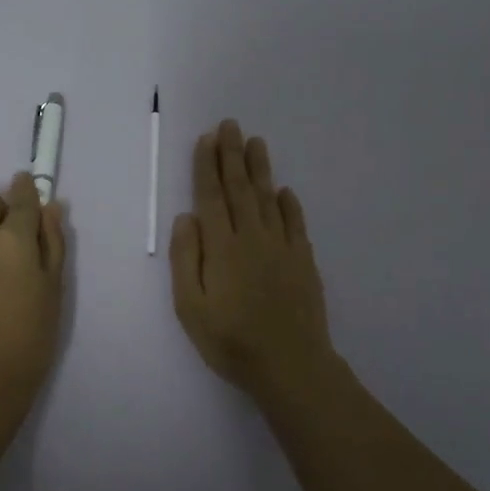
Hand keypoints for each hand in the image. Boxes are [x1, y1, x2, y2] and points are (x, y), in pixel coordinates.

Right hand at [170, 120, 334, 405]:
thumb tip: (186, 217)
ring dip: (260, 169)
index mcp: (222, 247)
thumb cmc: (230, 341)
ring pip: (268, 198)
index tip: (206, 139)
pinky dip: (288, 203)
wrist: (291, 365)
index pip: (211, 196)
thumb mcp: (190, 307)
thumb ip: (186, 259)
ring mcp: (282, 247)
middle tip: (231, 125)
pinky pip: (295, 223)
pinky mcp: (303, 261)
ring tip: (256, 142)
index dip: (207, 165)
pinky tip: (284, 191)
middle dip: (232, 154)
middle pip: (239, 188)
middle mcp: (252, 237)